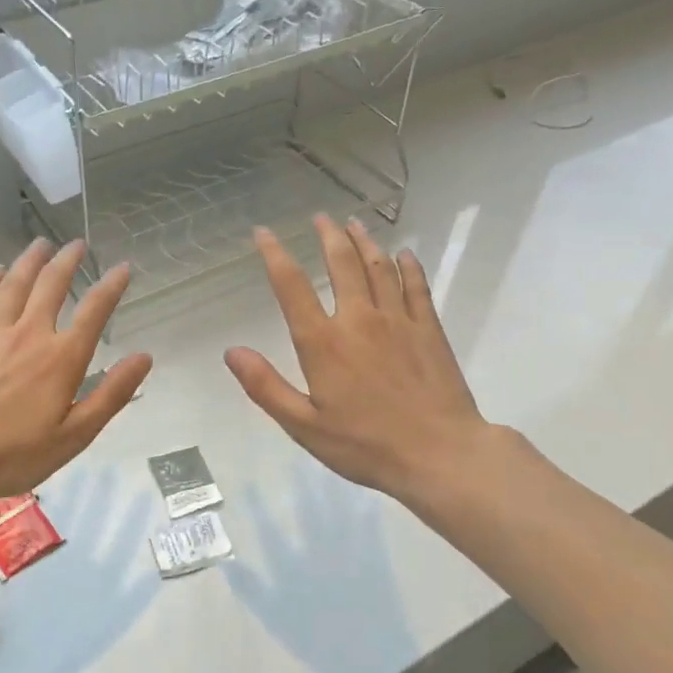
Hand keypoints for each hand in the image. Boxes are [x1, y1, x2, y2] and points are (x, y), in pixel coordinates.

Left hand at [0, 239, 150, 516]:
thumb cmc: (14, 454)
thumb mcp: (74, 436)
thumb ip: (111, 394)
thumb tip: (143, 357)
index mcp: (61, 358)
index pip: (94, 311)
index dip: (111, 286)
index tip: (123, 268)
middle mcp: (29, 334)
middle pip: (51, 285)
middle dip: (68, 261)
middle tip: (78, 244)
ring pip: (14, 284)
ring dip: (31, 260)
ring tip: (41, 243)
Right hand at [225, 216, 490, 507]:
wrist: (440, 455)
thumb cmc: (365, 445)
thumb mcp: (304, 426)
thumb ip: (266, 386)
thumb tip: (231, 351)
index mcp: (323, 342)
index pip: (292, 286)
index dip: (275, 255)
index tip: (264, 233)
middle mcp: (359, 319)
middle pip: (342, 263)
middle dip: (328, 236)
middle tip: (320, 217)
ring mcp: (399, 321)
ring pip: (379, 267)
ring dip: (365, 242)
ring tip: (354, 224)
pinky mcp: (430, 330)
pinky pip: (417, 287)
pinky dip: (408, 266)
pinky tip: (404, 255)